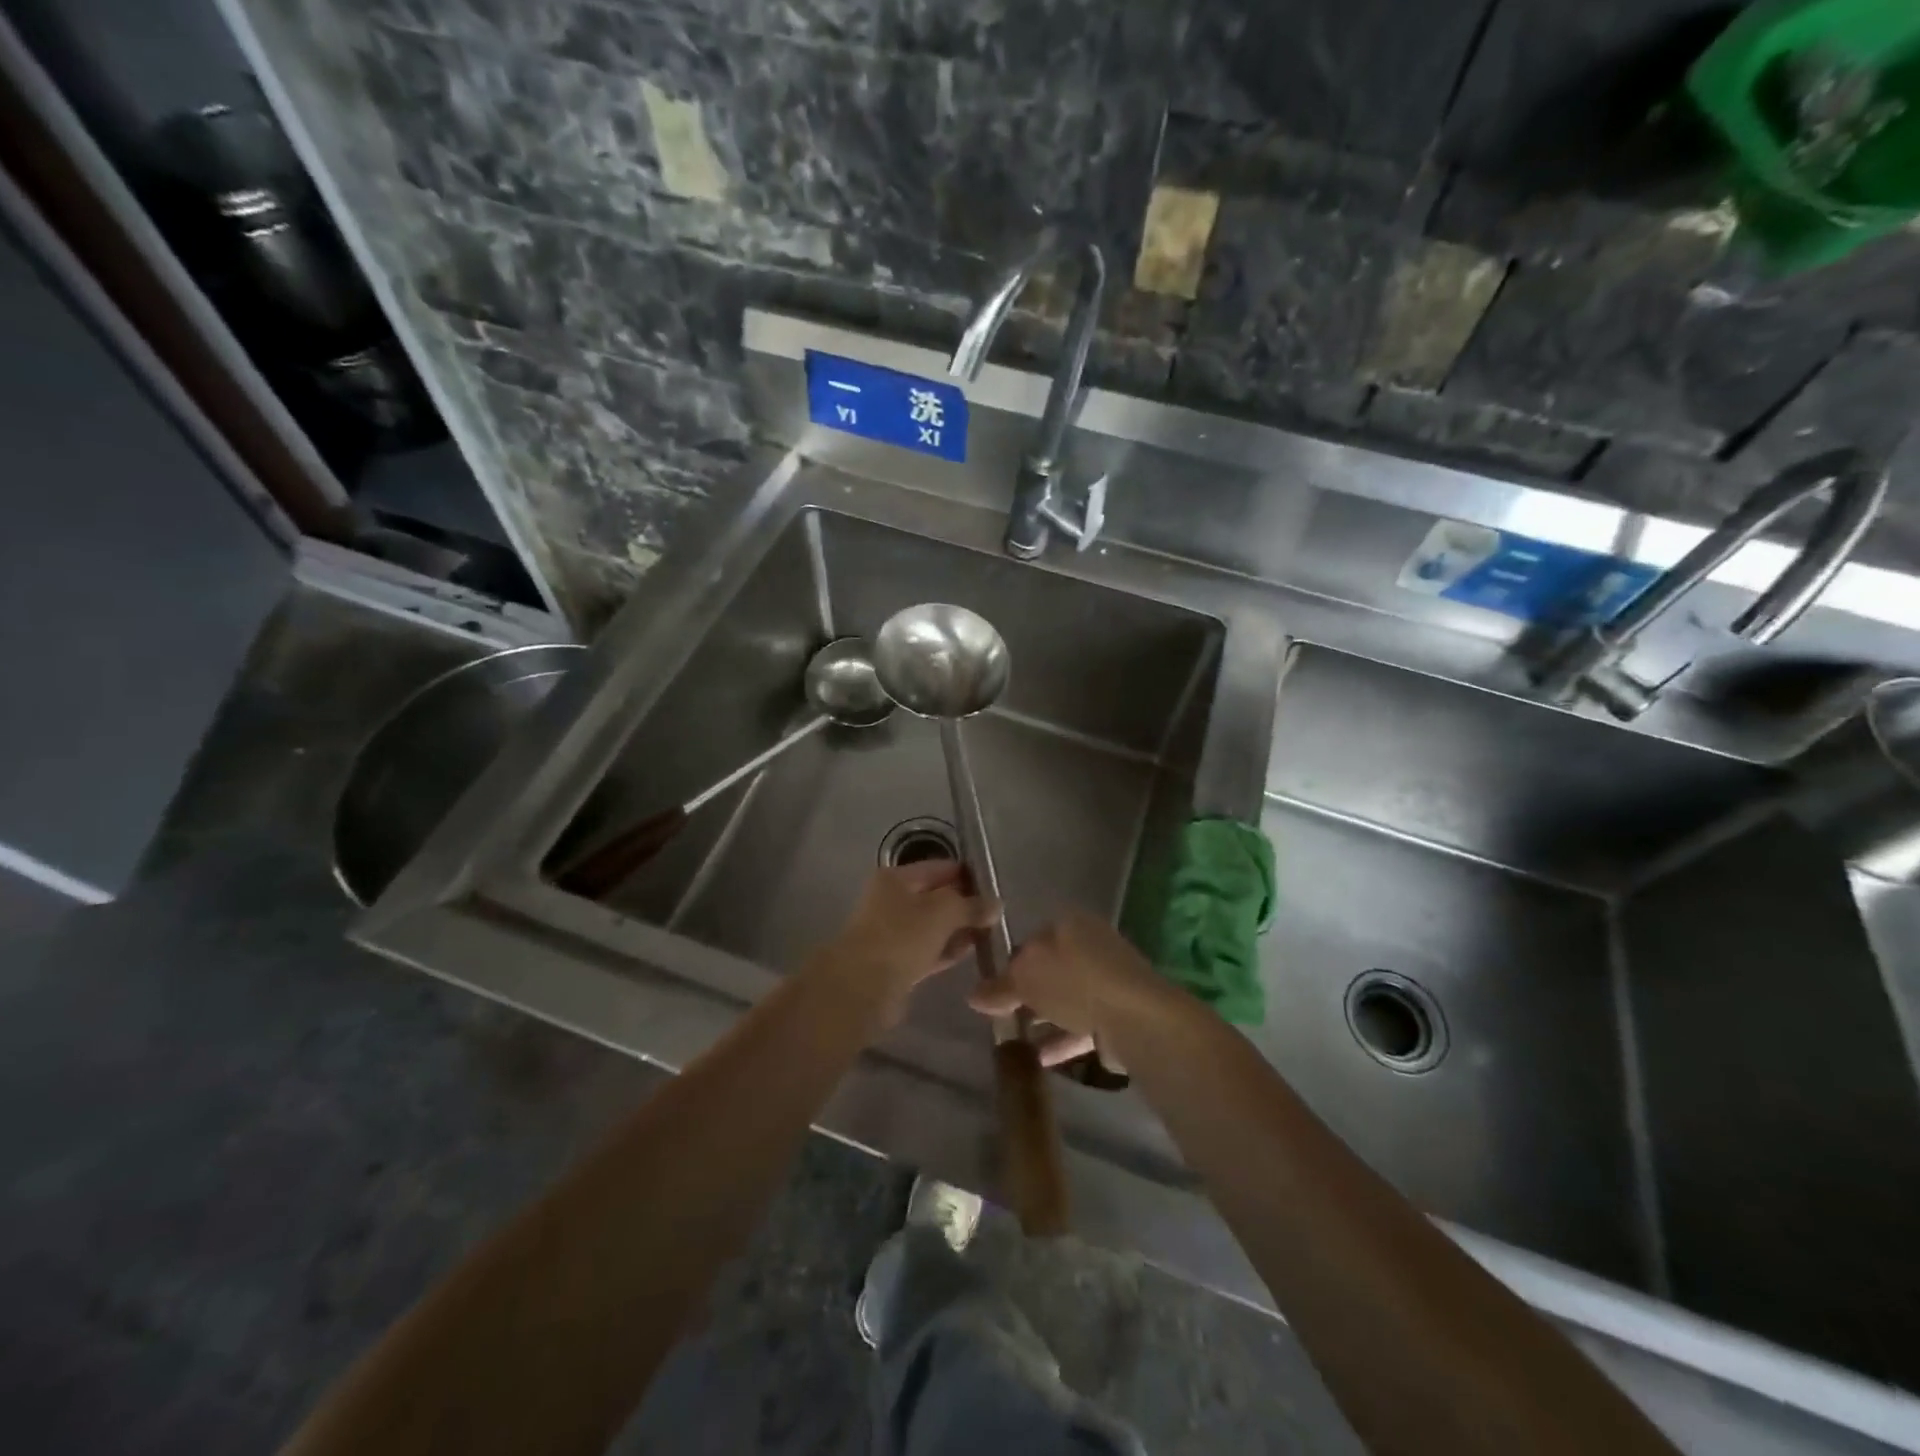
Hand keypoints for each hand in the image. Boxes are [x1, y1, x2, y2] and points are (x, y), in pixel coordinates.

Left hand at [813, 861, 999, 1017]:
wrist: (863, 987)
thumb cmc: (901, 937)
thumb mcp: (943, 911)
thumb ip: (971, 905)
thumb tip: (995, 905)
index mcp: (895, 878)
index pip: (939, 868)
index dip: (967, 874)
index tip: (995, 886)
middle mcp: (891, 901)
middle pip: (936, 897)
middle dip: (965, 904)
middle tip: (997, 913)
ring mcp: (893, 933)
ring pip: (934, 926)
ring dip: (959, 929)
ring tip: (990, 933)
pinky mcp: (897, 963)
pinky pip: (929, 950)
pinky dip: (948, 950)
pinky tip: (971, 952)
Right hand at [968, 908, 1170, 1065]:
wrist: (1133, 1016)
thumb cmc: (1074, 981)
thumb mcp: (1025, 977)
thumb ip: (999, 985)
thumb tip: (974, 995)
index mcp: (1070, 924)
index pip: (1033, 939)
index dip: (1011, 962)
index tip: (993, 988)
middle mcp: (1092, 946)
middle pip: (1052, 969)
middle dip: (1029, 992)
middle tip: (1002, 1015)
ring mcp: (1109, 982)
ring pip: (1067, 998)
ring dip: (1044, 1018)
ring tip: (1015, 1040)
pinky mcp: (1119, 1016)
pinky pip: (1082, 1028)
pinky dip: (1061, 1041)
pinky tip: (1039, 1059)